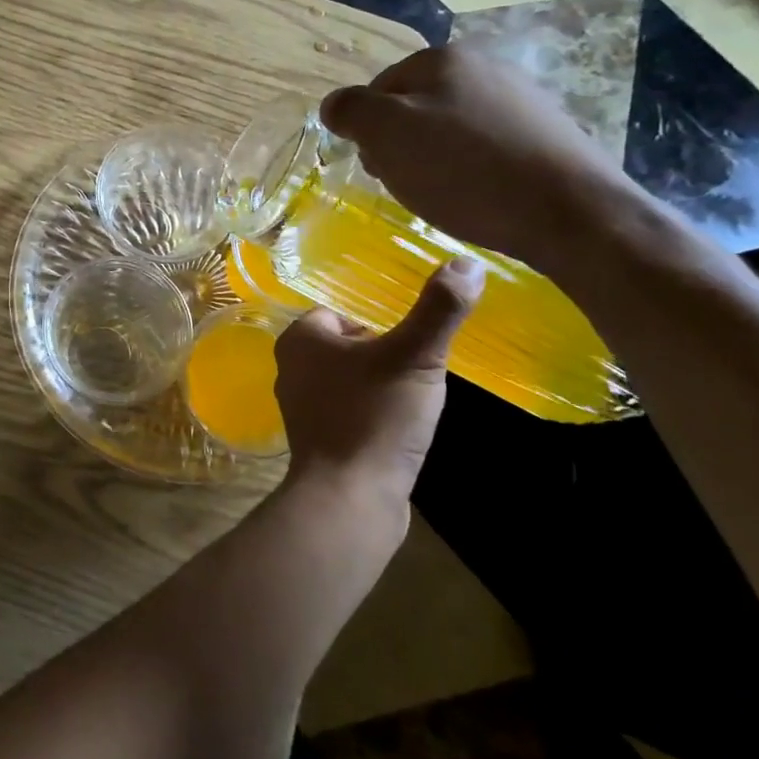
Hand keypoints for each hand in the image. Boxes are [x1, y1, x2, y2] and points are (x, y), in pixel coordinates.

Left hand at [275, 257, 483, 506]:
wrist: (350, 497)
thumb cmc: (375, 416)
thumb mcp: (414, 356)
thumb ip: (439, 309)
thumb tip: (467, 261)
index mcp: (300, 338)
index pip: (341, 311)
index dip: (379, 322)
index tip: (412, 340)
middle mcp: (290, 368)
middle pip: (347, 345)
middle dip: (382, 354)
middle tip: (418, 369)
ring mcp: (300, 407)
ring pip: (348, 379)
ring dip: (379, 384)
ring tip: (413, 398)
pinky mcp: (316, 440)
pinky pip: (348, 411)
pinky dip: (372, 413)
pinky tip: (398, 428)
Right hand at [319, 47, 637, 269]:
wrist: (571, 213)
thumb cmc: (465, 170)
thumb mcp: (387, 135)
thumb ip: (351, 111)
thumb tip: (334, 105)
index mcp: (443, 58)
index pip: (378, 88)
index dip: (367, 129)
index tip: (377, 166)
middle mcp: (485, 66)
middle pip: (415, 106)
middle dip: (401, 143)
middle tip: (405, 182)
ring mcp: (522, 98)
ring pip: (450, 127)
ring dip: (435, 158)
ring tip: (443, 194)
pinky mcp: (547, 133)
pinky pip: (486, 146)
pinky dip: (472, 168)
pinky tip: (478, 195)